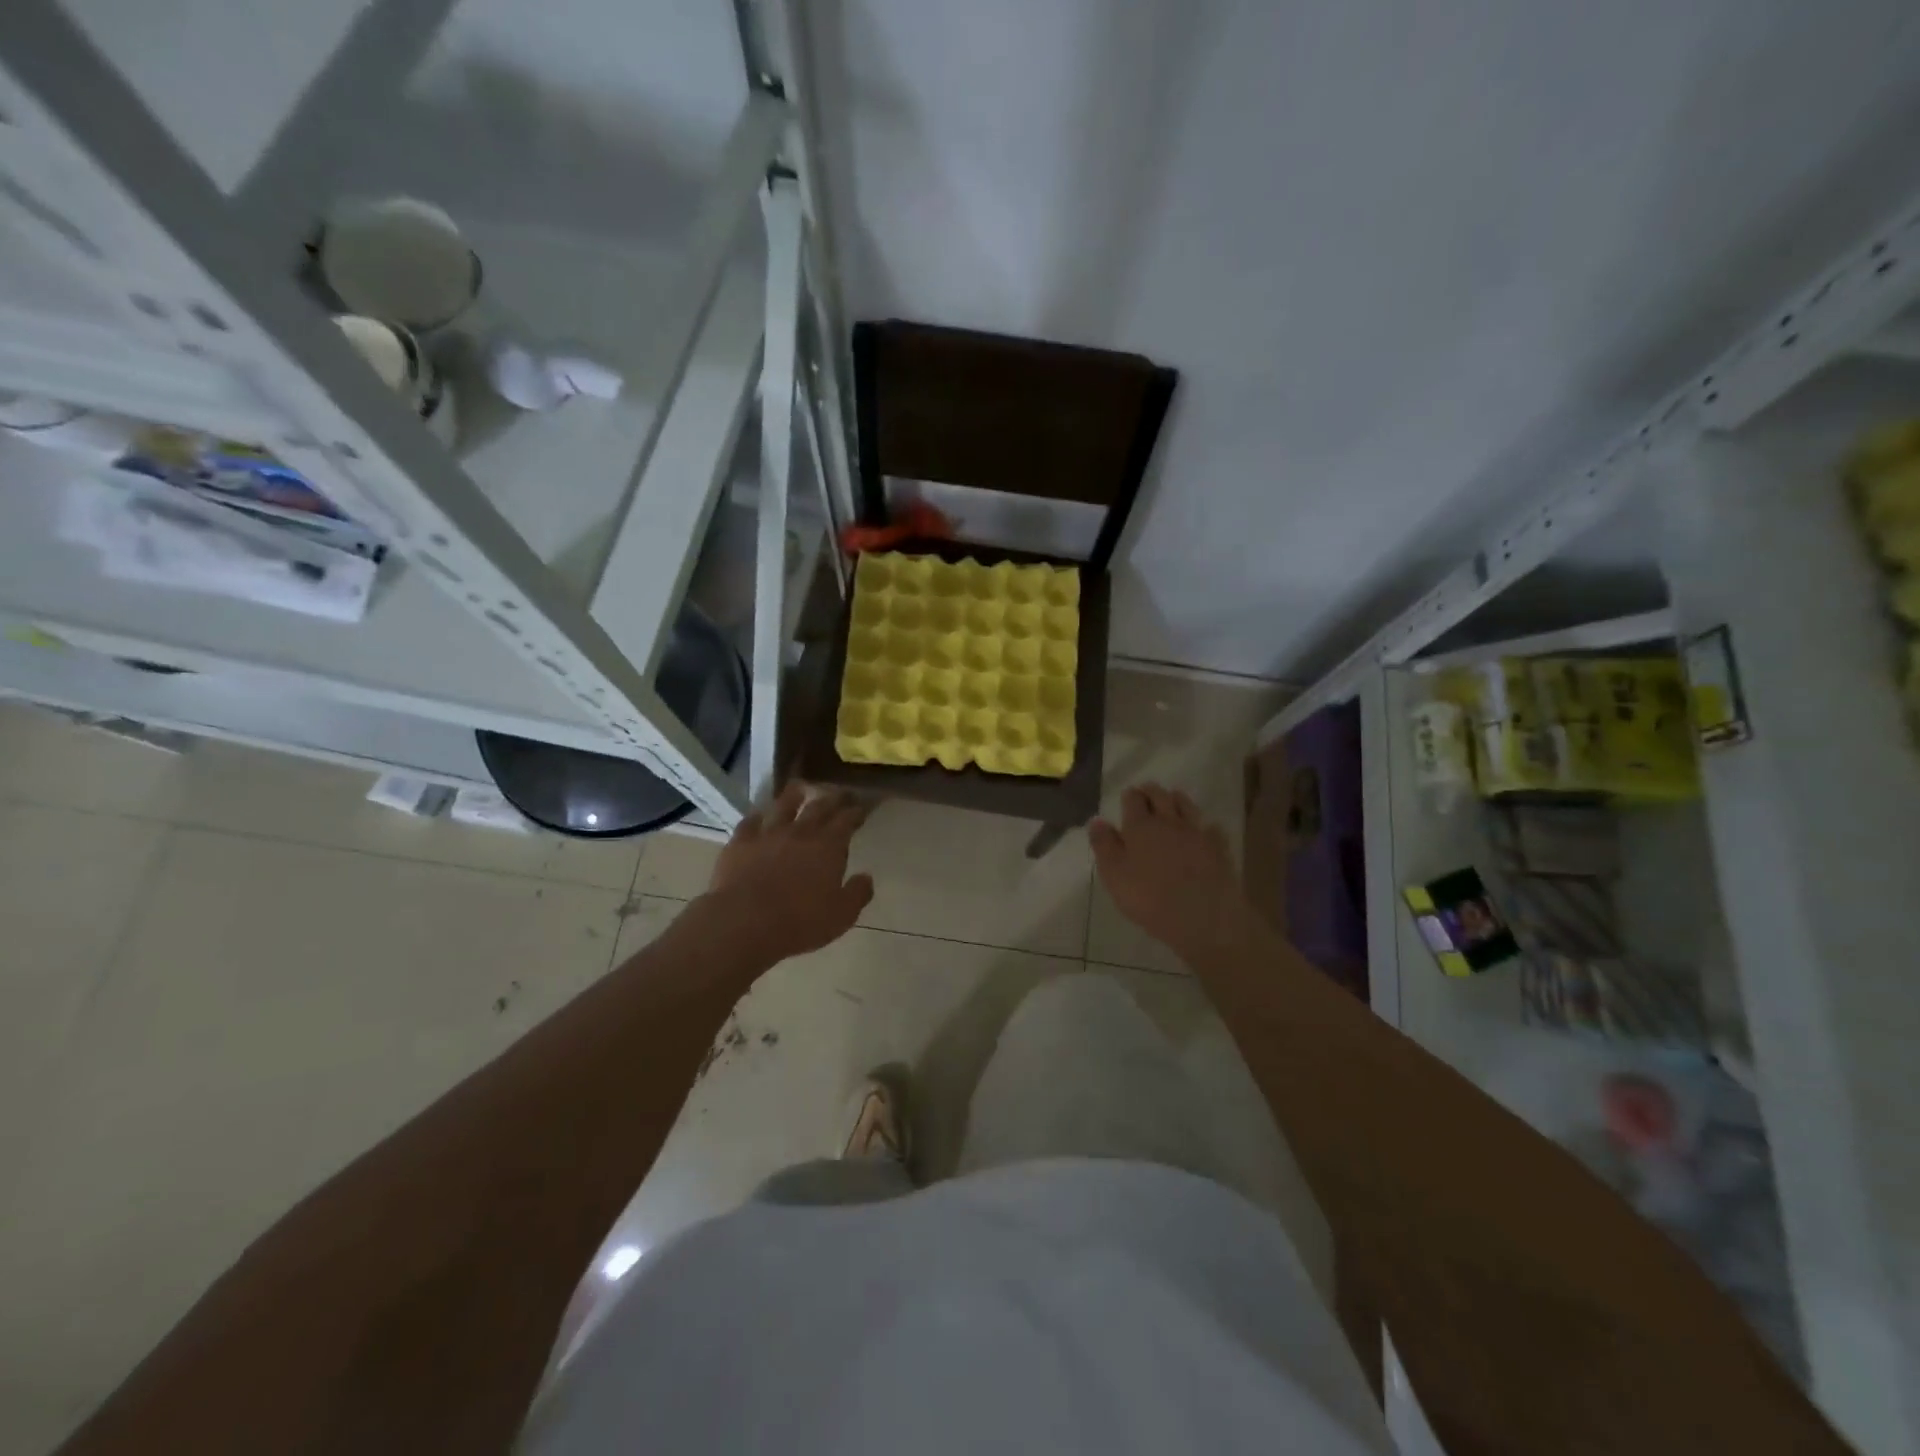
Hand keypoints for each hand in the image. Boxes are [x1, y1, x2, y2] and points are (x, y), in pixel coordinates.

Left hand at [699, 782, 874, 962]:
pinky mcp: (741, 842)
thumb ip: (858, 893)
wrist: (745, 922)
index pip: (846, 820)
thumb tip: (867, 877)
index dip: (855, 812)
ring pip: (783, 806)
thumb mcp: (841, 915)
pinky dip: (757, 816)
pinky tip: (759, 815)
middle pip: (819, 807)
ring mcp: (768, 834)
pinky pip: (750, 822)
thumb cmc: (800, 922)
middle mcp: (800, 832)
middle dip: (832, 799)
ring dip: (794, 795)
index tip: (861, 808)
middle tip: (839, 793)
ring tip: (800, 787)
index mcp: (828, 847)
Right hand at [1089, 784, 1249, 960]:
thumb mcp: (1114, 875)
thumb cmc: (1149, 897)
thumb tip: (1097, 821)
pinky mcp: (1218, 847)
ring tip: (1173, 800)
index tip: (1128, 796)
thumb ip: (1104, 845)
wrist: (1202, 915)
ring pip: (1187, 805)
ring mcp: (1196, 832)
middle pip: (1161, 796)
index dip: (1130, 796)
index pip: (1134, 800)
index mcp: (1140, 826)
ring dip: (1178, 799)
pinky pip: (1212, 827)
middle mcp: (1168, 821)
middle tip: (1147, 792)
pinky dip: (1205, 825)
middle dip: (1152, 791)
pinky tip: (1204, 830)